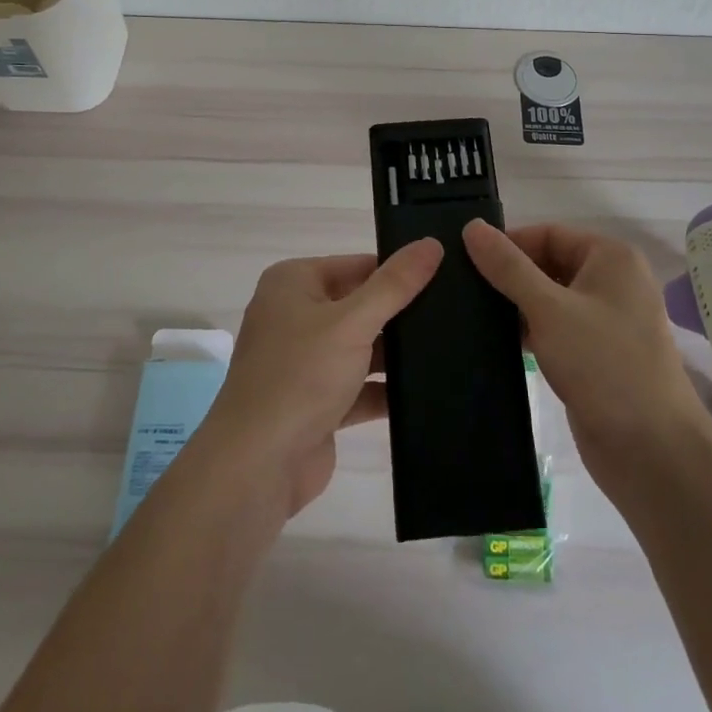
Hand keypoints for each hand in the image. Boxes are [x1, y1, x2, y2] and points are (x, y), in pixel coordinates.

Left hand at [200, 239, 443, 517]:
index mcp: (293, 283)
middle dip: (399, 314)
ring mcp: (304, 362)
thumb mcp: (352, 322)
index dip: (397, 271)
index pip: (357, 265)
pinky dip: (385, 389)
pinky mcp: (317, 403)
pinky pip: (359, 386)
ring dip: (395, 354)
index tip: (445, 276)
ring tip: (452, 347)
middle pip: (360, 305)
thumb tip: (431, 244)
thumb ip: (395, 285)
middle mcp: (294, 316)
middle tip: (455, 312)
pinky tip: (429, 390)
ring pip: (361, 347)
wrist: (257, 467)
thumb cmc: (300, 376)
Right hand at [462, 219, 704, 495]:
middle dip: (510, 276)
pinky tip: (496, 342)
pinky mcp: (596, 356)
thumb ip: (508, 267)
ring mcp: (606, 321)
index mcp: (611, 257)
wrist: (652, 452)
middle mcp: (612, 282)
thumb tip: (472, 227)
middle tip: (461, 288)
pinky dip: (530, 332)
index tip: (464, 261)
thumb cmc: (604, 364)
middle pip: (548, 264)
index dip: (508, 244)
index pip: (548, 234)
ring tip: (470, 313)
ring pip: (550, 299)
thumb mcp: (549, 309)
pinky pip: (556, 329)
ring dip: (516, 306)